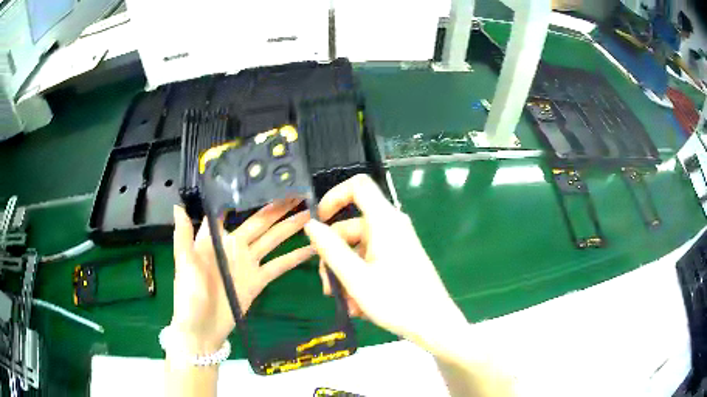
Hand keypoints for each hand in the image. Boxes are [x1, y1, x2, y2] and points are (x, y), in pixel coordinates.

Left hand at [171, 200, 312, 353]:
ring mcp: (248, 263)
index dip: (244, 195)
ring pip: (272, 239)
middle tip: (297, 192)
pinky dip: (294, 257)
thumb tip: (178, 205)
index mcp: (213, 239)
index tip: (262, 178)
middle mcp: (233, 246)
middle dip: (276, 207)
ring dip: (289, 227)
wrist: (201, 330)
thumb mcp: (184, 264)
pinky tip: (311, 248)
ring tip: (310, 214)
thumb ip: (183, 236)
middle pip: (258, 222)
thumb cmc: (188, 295)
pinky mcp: (258, 280)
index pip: (229, 210)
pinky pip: (279, 265)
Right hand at [304, 175, 466, 340]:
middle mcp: (392, 226)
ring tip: (348, 304)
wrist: (434, 324)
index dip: (333, 196)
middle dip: (334, 256)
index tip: (317, 222)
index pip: (357, 186)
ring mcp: (397, 243)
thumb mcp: (356, 278)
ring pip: (358, 249)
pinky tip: (359, 305)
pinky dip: (360, 278)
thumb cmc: (397, 301)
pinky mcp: (400, 258)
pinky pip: (371, 260)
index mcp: (385, 221)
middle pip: (351, 227)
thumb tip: (310, 225)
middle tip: (329, 288)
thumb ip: (331, 249)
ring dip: (346, 275)